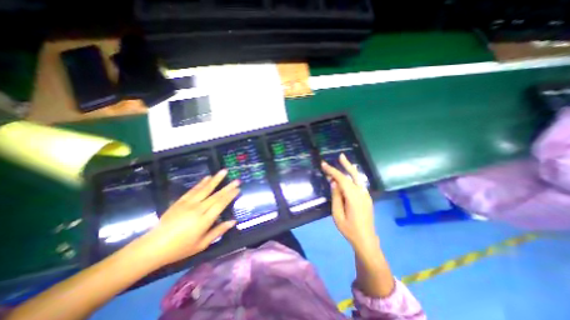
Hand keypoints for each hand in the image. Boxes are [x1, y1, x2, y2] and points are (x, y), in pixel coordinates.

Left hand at [134, 170, 239, 266]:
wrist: (153, 247)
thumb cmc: (180, 248)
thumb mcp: (202, 244)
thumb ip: (218, 231)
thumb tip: (233, 221)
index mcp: (204, 220)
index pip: (221, 204)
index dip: (230, 196)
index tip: (238, 189)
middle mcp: (198, 209)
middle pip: (216, 195)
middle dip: (228, 187)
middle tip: (237, 180)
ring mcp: (188, 203)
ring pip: (205, 189)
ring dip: (216, 179)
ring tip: (224, 171)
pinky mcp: (180, 201)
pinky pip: (193, 190)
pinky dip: (201, 183)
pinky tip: (207, 177)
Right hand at [320, 153, 376, 253]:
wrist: (366, 240)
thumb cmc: (349, 229)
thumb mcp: (337, 214)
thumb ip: (336, 197)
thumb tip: (334, 183)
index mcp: (354, 197)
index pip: (342, 179)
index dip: (332, 171)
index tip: (324, 165)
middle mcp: (362, 193)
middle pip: (353, 175)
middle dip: (346, 165)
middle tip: (340, 155)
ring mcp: (366, 195)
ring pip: (357, 178)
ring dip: (350, 169)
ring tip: (344, 161)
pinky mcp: (366, 198)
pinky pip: (359, 184)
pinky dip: (353, 177)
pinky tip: (349, 175)